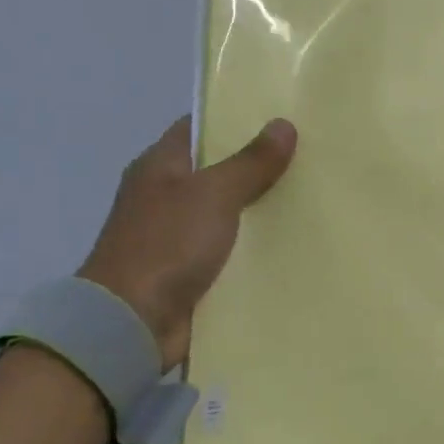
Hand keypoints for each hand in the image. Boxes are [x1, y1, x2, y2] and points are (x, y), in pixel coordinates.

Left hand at [78, 115, 297, 367]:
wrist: (133, 323)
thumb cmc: (167, 245)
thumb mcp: (214, 194)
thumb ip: (250, 162)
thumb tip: (283, 124)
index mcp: (159, 166)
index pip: (200, 129)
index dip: (237, 121)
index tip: (281, 120)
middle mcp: (165, 197)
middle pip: (218, 173)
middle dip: (258, 169)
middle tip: (309, 161)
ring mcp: (176, 238)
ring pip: (228, 216)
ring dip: (260, 213)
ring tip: (310, 202)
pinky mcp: (190, 274)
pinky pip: (230, 253)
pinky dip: (254, 251)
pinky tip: (292, 246)